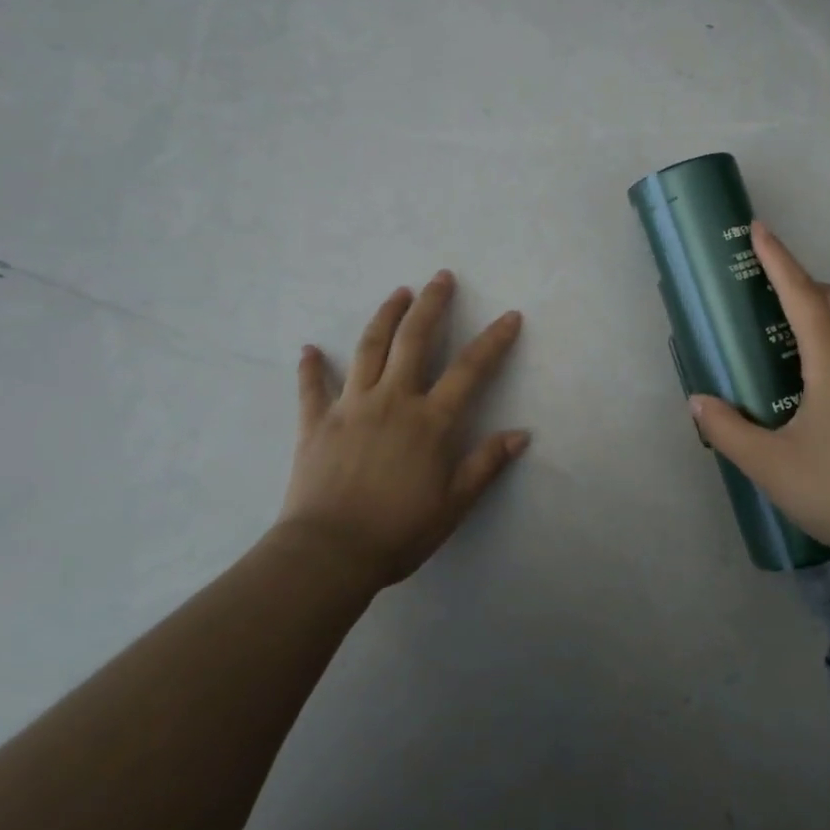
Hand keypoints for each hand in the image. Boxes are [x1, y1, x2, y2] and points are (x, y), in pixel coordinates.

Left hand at [277, 271, 528, 587]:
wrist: (329, 553)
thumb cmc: (398, 531)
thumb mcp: (453, 504)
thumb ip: (486, 464)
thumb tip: (521, 434)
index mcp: (430, 420)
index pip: (470, 369)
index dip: (494, 340)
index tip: (510, 315)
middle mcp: (393, 400)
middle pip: (414, 340)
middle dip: (431, 304)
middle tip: (441, 276)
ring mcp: (351, 407)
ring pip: (368, 349)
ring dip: (385, 317)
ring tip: (398, 293)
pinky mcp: (316, 422)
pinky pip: (312, 388)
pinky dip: (310, 367)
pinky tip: (308, 349)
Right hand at [688, 222, 829, 576]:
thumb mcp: (772, 466)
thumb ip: (728, 430)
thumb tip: (699, 403)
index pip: (800, 292)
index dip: (777, 258)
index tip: (758, 228)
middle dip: (798, 282)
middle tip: (762, 293)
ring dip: (819, 313)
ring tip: (783, 340)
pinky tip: (817, 385)